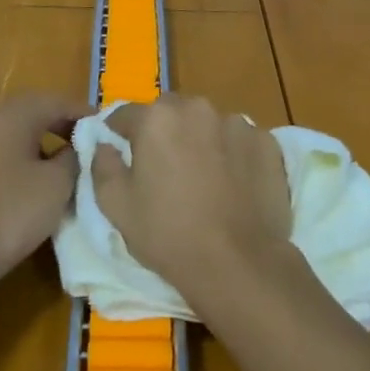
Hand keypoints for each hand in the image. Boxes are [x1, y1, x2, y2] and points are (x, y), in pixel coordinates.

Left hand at [0, 93, 87, 300]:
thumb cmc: (10, 213)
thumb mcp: (57, 185)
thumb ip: (73, 158)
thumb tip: (76, 148)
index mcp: (13, 117)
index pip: (56, 101)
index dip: (84, 113)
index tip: (107, 129)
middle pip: (32, 116)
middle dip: (62, 128)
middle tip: (88, 147)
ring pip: (14, 140)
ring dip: (42, 149)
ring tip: (65, 172)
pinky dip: (22, 168)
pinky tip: (33, 194)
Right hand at [92, 94, 292, 304]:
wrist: (238, 262)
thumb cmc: (168, 234)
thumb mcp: (117, 207)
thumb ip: (103, 166)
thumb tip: (103, 144)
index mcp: (156, 118)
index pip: (125, 114)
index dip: (119, 133)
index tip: (121, 152)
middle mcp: (197, 108)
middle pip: (170, 111)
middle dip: (163, 131)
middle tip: (163, 167)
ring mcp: (237, 122)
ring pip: (208, 123)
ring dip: (201, 139)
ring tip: (203, 177)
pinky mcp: (266, 142)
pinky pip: (240, 140)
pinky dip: (233, 153)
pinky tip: (234, 184)